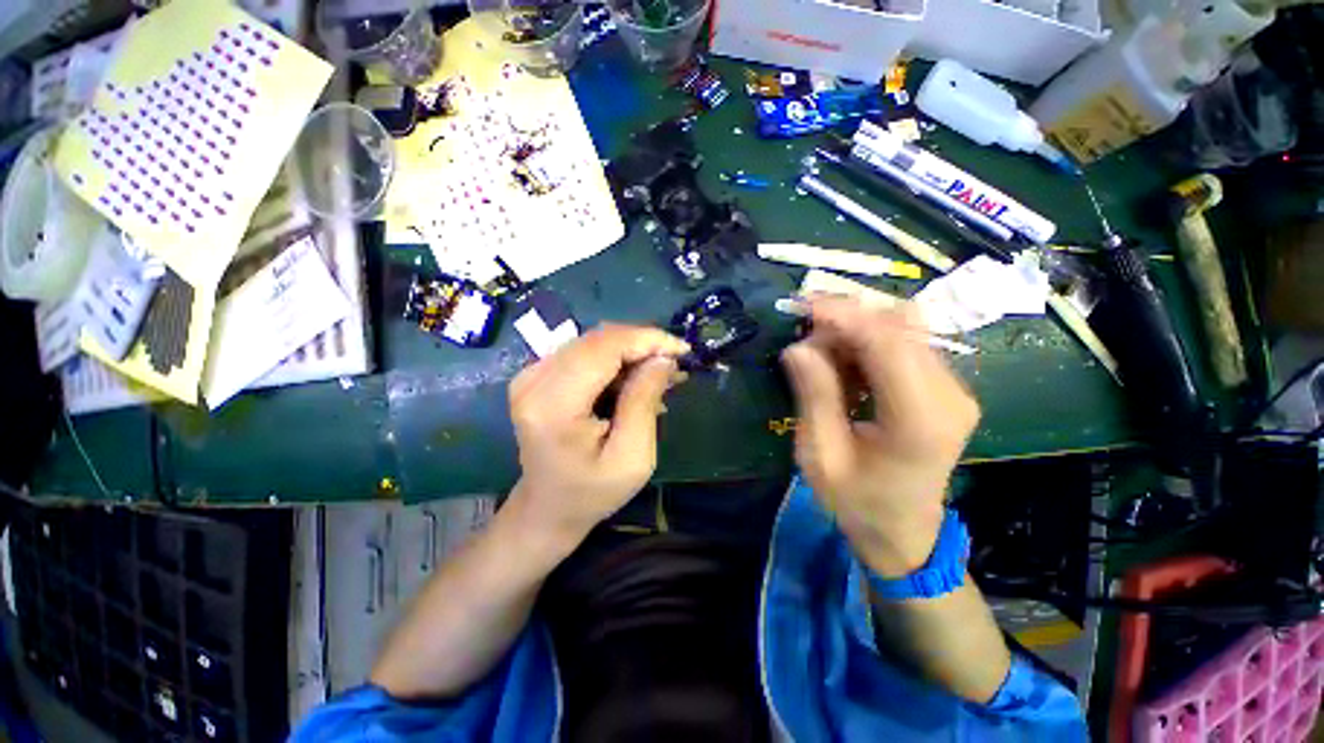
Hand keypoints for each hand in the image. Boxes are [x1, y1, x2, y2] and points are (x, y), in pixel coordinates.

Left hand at [506, 324, 689, 551]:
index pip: (604, 348)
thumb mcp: (632, 456)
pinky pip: (585, 353)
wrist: (548, 508)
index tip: (682, 350)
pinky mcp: (537, 376)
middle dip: (642, 345)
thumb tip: (662, 358)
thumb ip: (644, 401)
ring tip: (660, 376)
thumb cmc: (592, 492)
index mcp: (554, 405)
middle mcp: (534, 380)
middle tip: (674, 366)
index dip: (646, 340)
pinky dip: (615, 361)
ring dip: (631, 353)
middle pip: (598, 339)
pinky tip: (635, 380)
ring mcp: (531, 375)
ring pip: (593, 342)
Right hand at [781, 297, 979, 577]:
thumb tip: (797, 347)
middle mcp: (950, 396)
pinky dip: (867, 342)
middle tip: (805, 335)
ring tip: (820, 352)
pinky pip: (905, 344)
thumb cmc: (856, 501)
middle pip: (901, 326)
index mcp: (920, 420)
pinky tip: (843, 362)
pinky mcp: (946, 388)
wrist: (902, 530)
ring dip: (855, 329)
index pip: (888, 343)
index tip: (803, 304)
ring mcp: (954, 390)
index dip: (844, 315)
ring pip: (904, 329)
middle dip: (847, 319)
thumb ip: (814, 397)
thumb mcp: (821, 455)